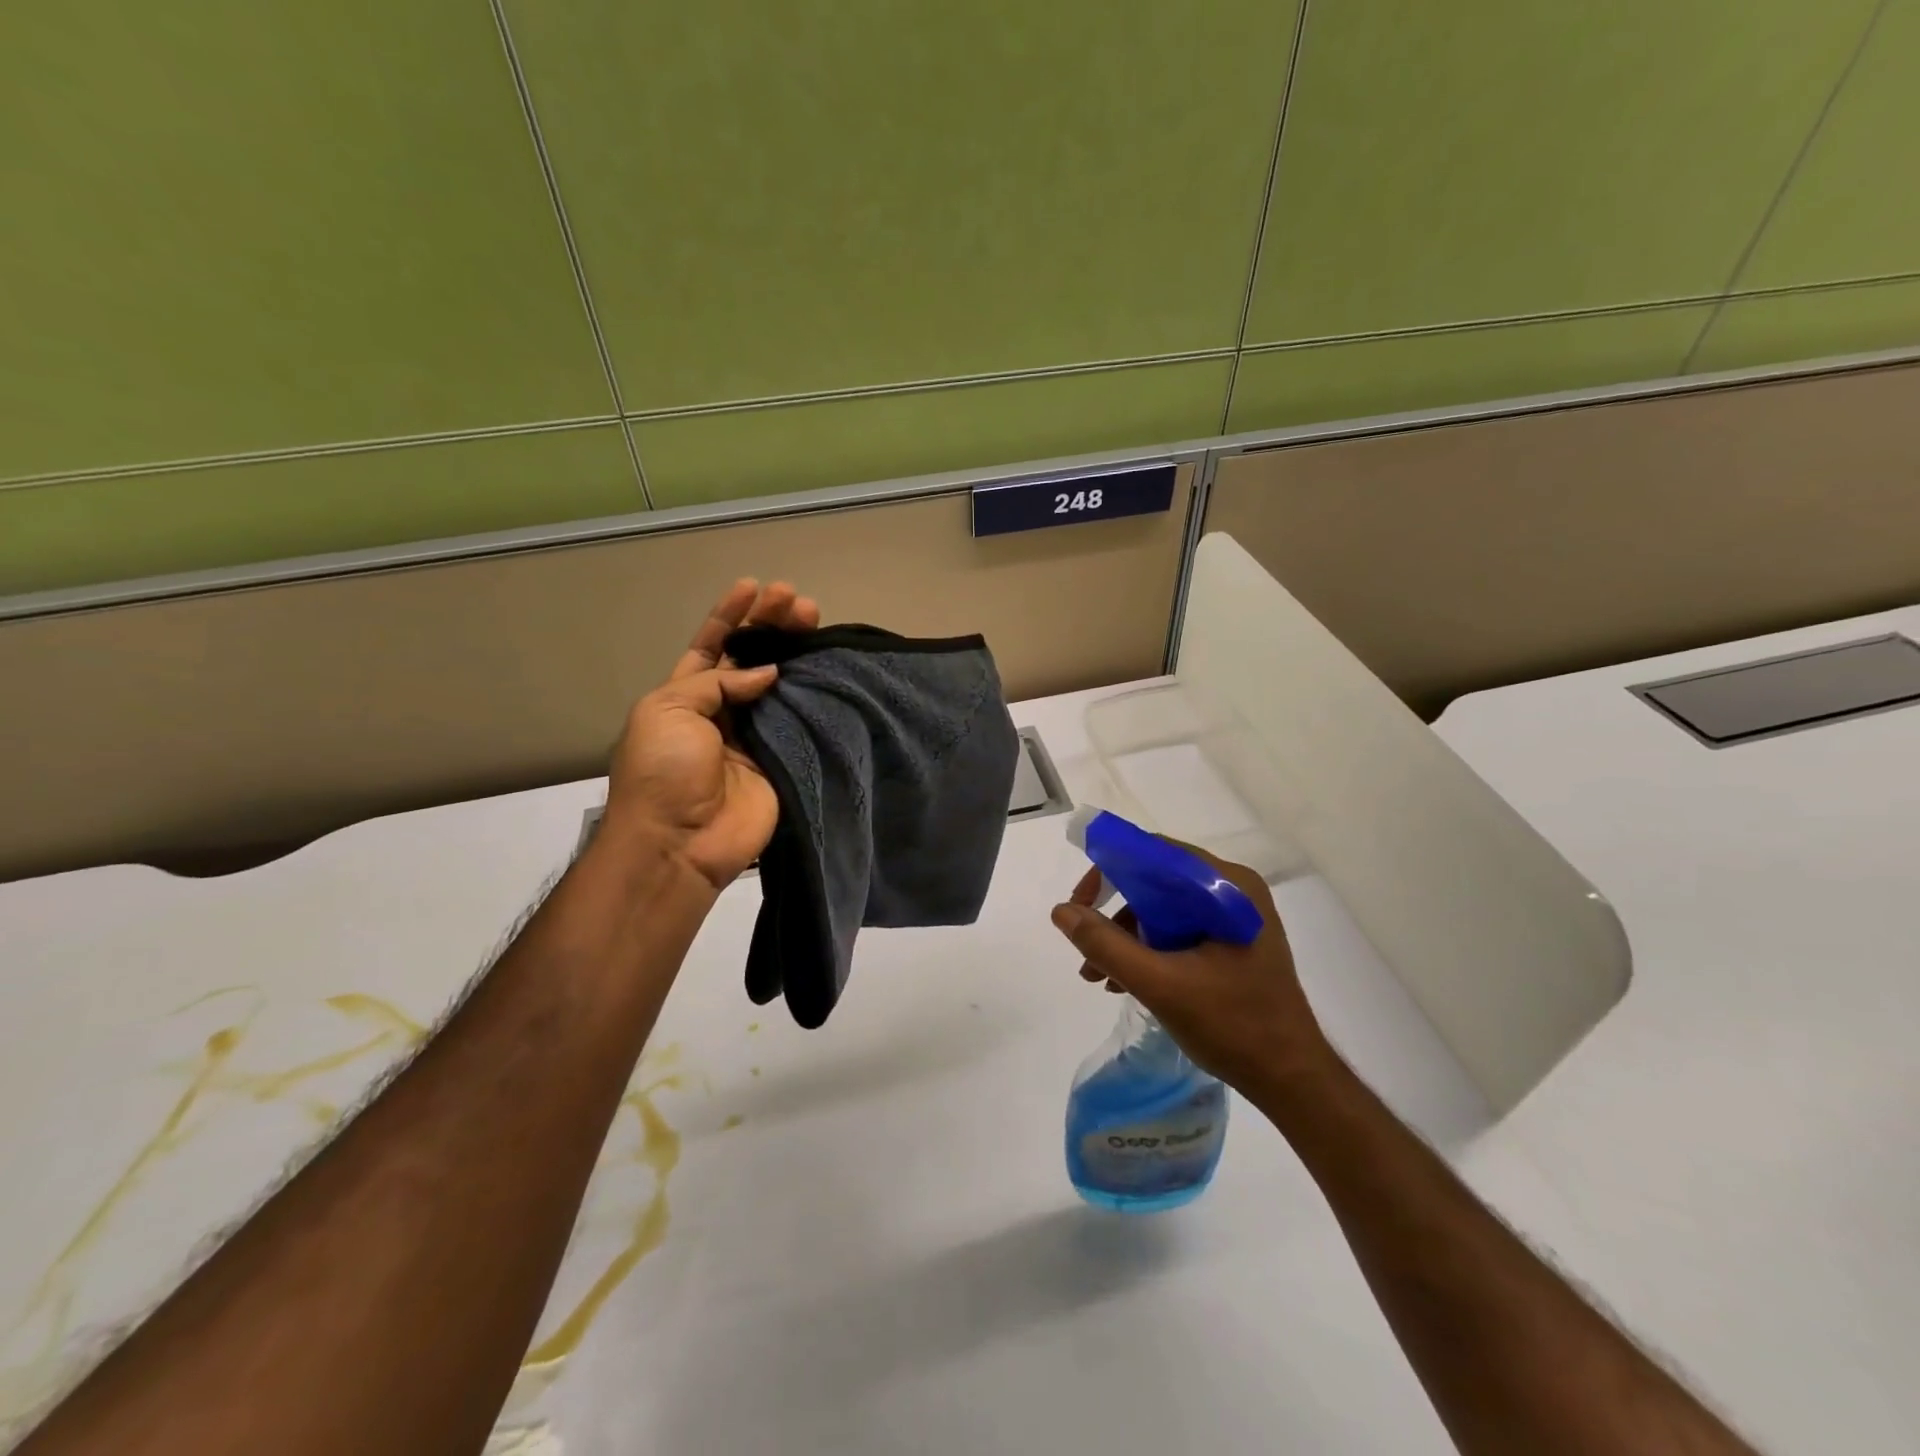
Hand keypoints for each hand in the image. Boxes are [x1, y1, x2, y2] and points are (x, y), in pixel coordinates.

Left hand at [603, 579, 819, 890]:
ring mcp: (756, 735)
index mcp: (685, 696)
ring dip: (797, 651)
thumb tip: (767, 673)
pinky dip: (814, 693)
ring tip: (815, 619)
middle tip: (794, 599)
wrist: (681, 843)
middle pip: (751, 659)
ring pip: (782, 684)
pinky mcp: (784, 758)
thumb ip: (716, 682)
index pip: (710, 646)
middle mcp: (723, 711)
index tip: (752, 587)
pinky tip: (827, 666)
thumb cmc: (663, 771)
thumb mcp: (668, 710)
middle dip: (770, 625)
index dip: (729, 616)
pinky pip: (801, 720)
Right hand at [1050, 845, 1334, 1095]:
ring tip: (1099, 978)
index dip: (1108, 872)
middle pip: (1156, 881)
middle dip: (1114, 915)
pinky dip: (1149, 949)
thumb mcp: (1160, 985)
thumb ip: (1106, 945)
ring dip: (1127, 937)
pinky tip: (1126, 983)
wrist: (1293, 1080)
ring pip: (1164, 908)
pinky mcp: (1233, 941)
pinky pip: (1179, 928)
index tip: (1078, 905)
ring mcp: (1236, 916)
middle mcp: (1233, 890)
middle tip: (1084, 949)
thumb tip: (1061, 912)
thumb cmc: (1232, 1026)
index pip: (1153, 853)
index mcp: (1226, 886)